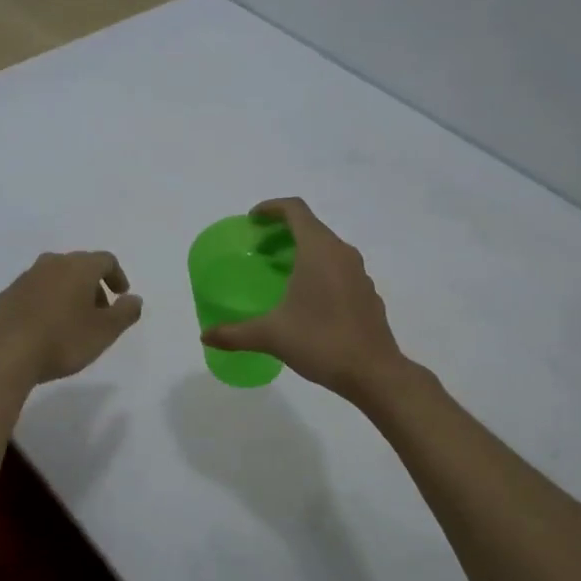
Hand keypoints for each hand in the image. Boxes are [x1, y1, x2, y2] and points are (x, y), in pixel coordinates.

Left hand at [0, 251, 143, 385]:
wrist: (4, 353)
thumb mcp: (104, 331)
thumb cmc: (63, 340)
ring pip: (55, 278)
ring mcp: (25, 278)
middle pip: (79, 266)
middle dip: (93, 286)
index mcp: (78, 267)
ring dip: (69, 294)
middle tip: (100, 312)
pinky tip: (46, 327)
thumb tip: (134, 299)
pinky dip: (47, 303)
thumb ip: (125, 312)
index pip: (105, 260)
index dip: (117, 276)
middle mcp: (51, 264)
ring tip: (73, 322)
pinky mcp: (7, 295)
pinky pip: (35, 292)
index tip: (122, 296)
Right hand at [201, 198, 405, 401]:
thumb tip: (205, 337)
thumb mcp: (271, 336)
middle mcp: (342, 254)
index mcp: (319, 251)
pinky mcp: (367, 294)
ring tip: (279, 274)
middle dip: (282, 232)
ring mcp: (359, 274)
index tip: (252, 220)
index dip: (271, 208)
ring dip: (301, 252)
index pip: (295, 210)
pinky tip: (305, 301)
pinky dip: (318, 272)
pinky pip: (338, 270)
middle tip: (258, 250)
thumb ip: (235, 333)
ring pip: (327, 249)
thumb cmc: (321, 342)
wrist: (374, 372)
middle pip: (311, 227)